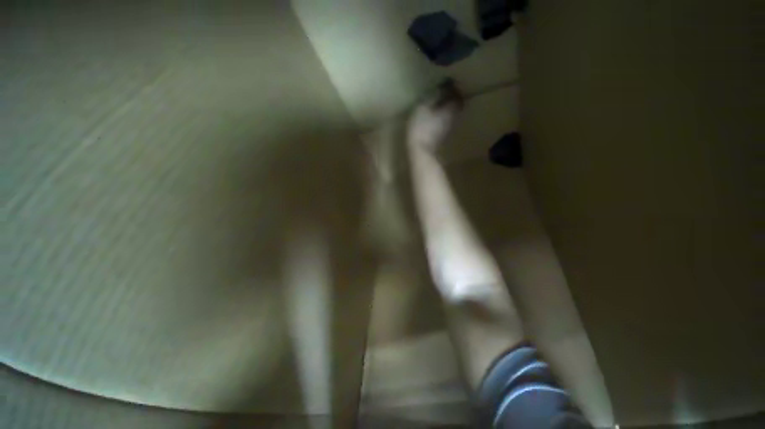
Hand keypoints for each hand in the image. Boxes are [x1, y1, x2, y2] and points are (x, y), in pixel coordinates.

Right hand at [407, 80, 462, 152]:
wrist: (420, 151)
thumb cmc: (421, 127)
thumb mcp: (423, 107)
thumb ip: (434, 96)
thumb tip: (444, 86)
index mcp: (450, 108)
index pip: (457, 94)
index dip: (453, 88)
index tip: (448, 82)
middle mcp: (453, 117)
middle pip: (457, 104)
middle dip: (453, 97)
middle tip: (445, 91)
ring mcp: (449, 128)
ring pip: (453, 113)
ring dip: (449, 107)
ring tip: (441, 102)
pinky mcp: (443, 136)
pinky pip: (447, 121)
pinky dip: (444, 115)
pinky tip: (437, 115)